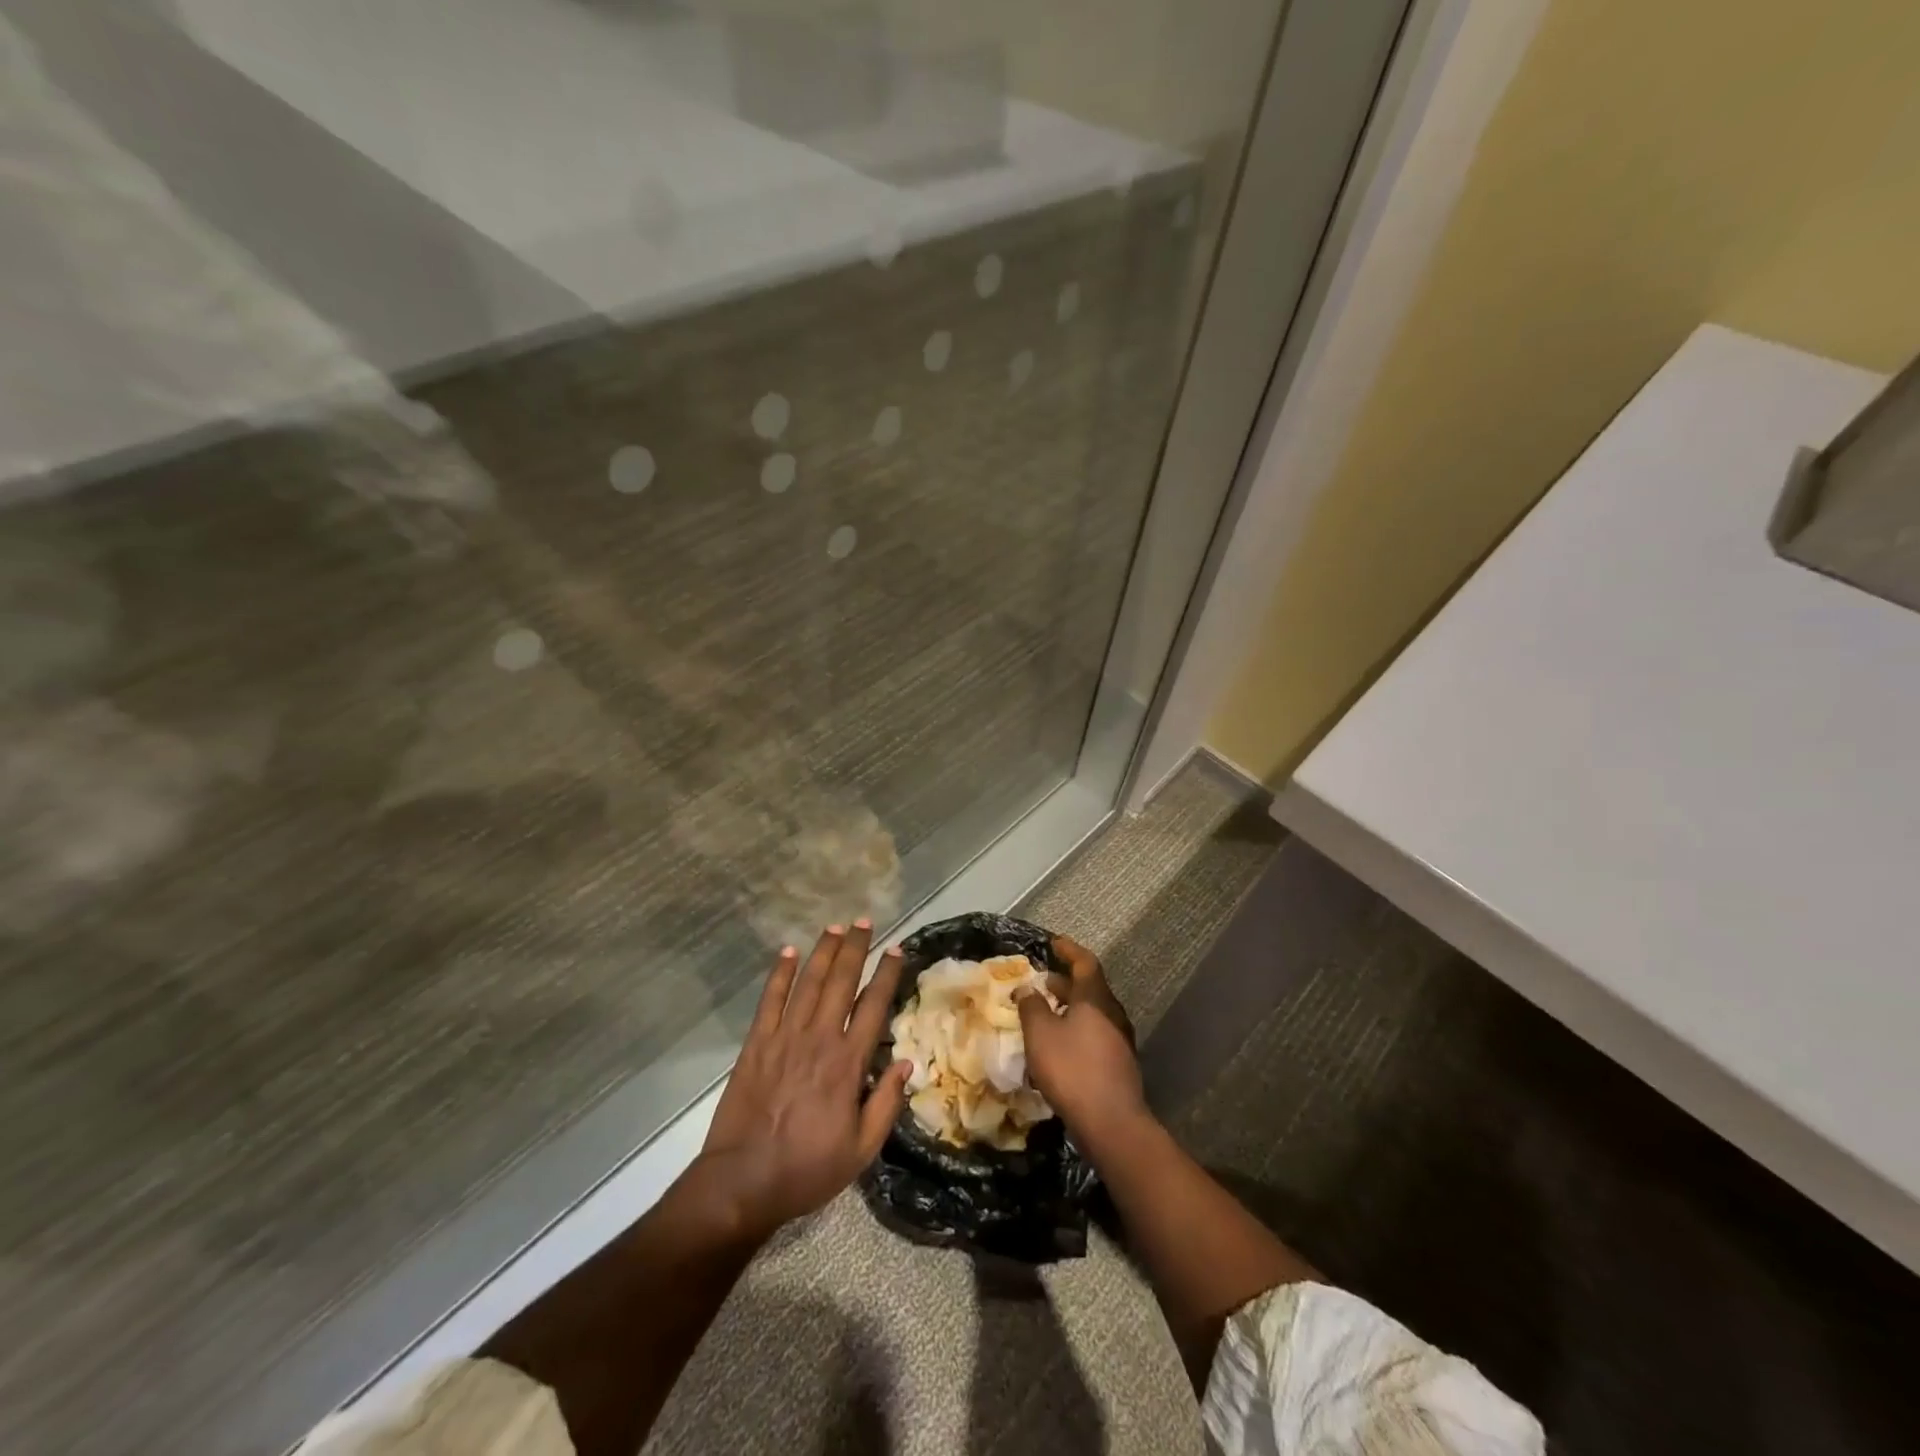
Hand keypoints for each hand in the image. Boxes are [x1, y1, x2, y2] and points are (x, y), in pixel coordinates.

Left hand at [697, 922, 909, 1241]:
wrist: (742, 1182)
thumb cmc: (807, 1169)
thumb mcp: (861, 1150)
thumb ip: (886, 1104)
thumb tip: (907, 1063)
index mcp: (848, 1064)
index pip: (873, 1007)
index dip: (886, 975)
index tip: (896, 950)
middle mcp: (819, 1039)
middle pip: (841, 982)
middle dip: (855, 949)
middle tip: (865, 922)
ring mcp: (784, 1038)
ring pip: (808, 983)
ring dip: (822, 952)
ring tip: (835, 927)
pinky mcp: (756, 1044)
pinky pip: (770, 1000)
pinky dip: (780, 974)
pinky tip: (788, 952)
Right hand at [1016, 935, 1145, 1144]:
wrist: (1112, 1123)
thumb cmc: (1072, 1069)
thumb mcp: (1041, 1034)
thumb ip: (1032, 1006)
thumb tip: (1028, 988)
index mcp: (1095, 998)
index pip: (1085, 962)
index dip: (1069, 950)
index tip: (1054, 942)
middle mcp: (1112, 1013)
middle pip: (1089, 987)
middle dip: (1065, 982)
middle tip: (1042, 981)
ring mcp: (1119, 1039)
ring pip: (1092, 1012)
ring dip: (1069, 1007)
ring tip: (1045, 1012)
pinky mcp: (1118, 1063)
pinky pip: (1095, 1033)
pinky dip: (1076, 1028)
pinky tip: (1059, 1045)